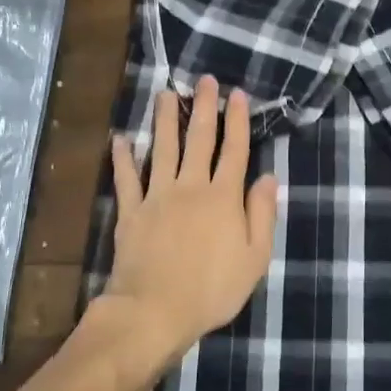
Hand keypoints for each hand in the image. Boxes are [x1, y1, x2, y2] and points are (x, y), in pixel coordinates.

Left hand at [102, 75, 279, 369]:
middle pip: (199, 140)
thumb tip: (269, 177)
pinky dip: (123, 158)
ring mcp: (157, 197)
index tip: (237, 94)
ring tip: (165, 94)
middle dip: (203, 108)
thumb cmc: (213, 289)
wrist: (155, 310)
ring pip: (162, 149)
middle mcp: (191, 187)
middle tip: (203, 80)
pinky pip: (126, 179)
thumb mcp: (254, 258)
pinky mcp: (131, 212)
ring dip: (164, 120)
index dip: (237, 121)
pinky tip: (120, 139)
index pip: (234, 150)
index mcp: (223, 197)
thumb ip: (262, 214)